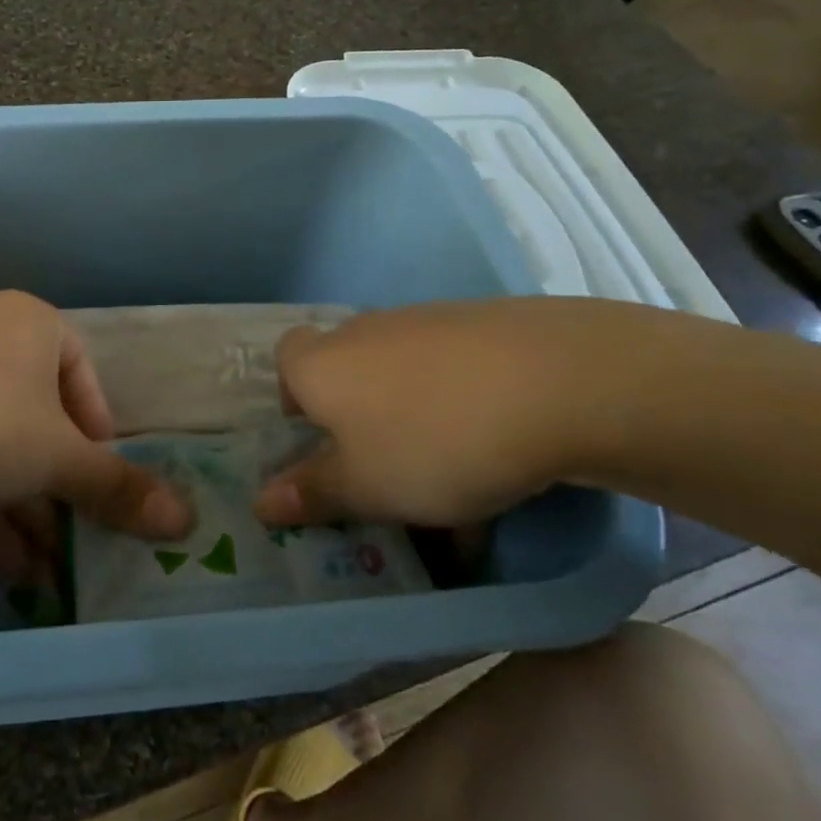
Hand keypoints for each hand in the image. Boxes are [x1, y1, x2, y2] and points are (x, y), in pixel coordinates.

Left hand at [0, 291, 192, 569]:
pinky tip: (1, 562)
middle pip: (39, 414)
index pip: (85, 377)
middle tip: (76, 534)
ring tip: (46, 565)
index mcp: (30, 322)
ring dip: (23, 503)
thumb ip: (118, 488)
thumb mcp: (55, 460)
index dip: (100, 436)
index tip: (101, 485)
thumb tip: (187, 520)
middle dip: (59, 483)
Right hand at [253, 298, 644, 528]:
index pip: (285, 361)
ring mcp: (425, 319)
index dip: (296, 398)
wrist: (559, 381)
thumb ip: (312, 493)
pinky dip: (463, 403)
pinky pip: (454, 369)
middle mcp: (364, 331)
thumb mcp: (366, 487)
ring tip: (456, 474)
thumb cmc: (434, 441)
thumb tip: (261, 501)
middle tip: (387, 465)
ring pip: (404, 372)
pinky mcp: (483, 321)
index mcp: (321, 363)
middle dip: (359, 414)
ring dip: (414, 415)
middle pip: (346, 367)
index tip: (322, 440)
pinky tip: (501, 447)